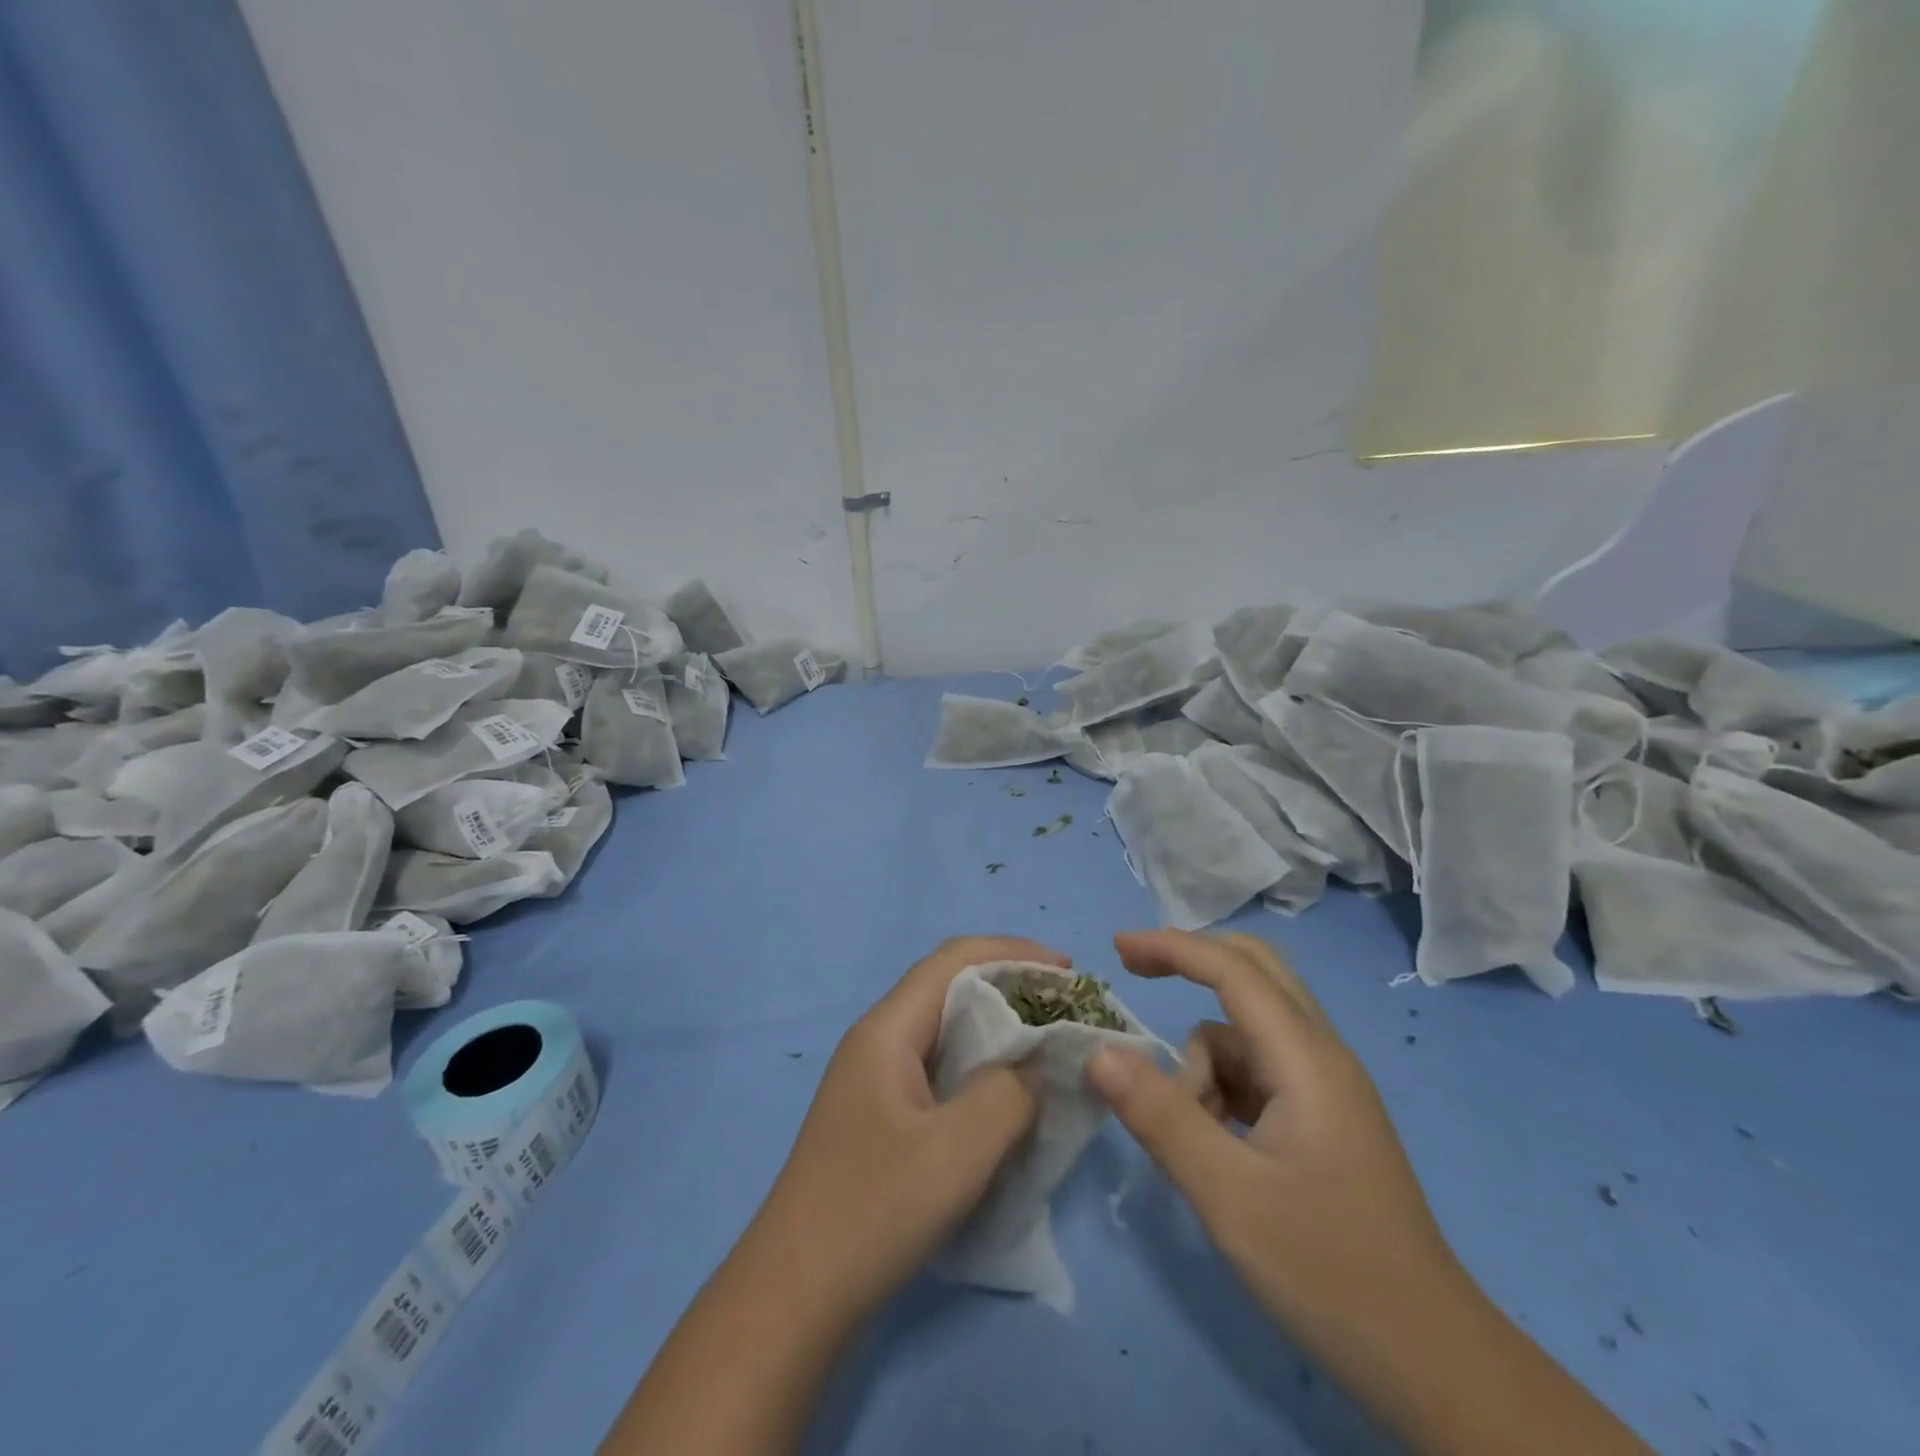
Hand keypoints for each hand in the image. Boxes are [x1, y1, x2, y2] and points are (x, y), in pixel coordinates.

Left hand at [746, 935, 1064, 1326]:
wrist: (795, 1295)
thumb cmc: (873, 1211)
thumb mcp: (957, 1152)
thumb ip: (1008, 1094)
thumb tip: (1033, 1068)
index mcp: (888, 1029)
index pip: (954, 959)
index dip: (1014, 952)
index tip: (1069, 972)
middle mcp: (879, 1039)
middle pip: (951, 987)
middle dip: (1012, 986)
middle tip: (1068, 1010)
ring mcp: (877, 1078)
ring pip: (948, 1029)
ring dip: (1000, 1028)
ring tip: (1049, 1047)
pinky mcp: (883, 1114)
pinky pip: (942, 1068)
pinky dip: (983, 1066)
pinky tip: (1010, 1096)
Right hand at [1087, 931, 1652, 1455]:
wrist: (1430, 1360)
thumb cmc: (1328, 1270)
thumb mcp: (1228, 1195)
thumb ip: (1160, 1116)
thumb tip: (1098, 1053)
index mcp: (1306, 1058)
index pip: (1233, 969)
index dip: (1171, 946)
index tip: (1116, 947)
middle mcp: (1321, 1055)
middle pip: (1253, 972)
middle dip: (1191, 962)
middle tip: (1135, 972)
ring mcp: (1326, 1087)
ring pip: (1246, 1032)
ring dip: (1203, 1059)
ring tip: (1191, 1135)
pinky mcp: (1322, 1118)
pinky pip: (1256, 1070)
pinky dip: (1221, 1086)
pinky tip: (1216, 1147)